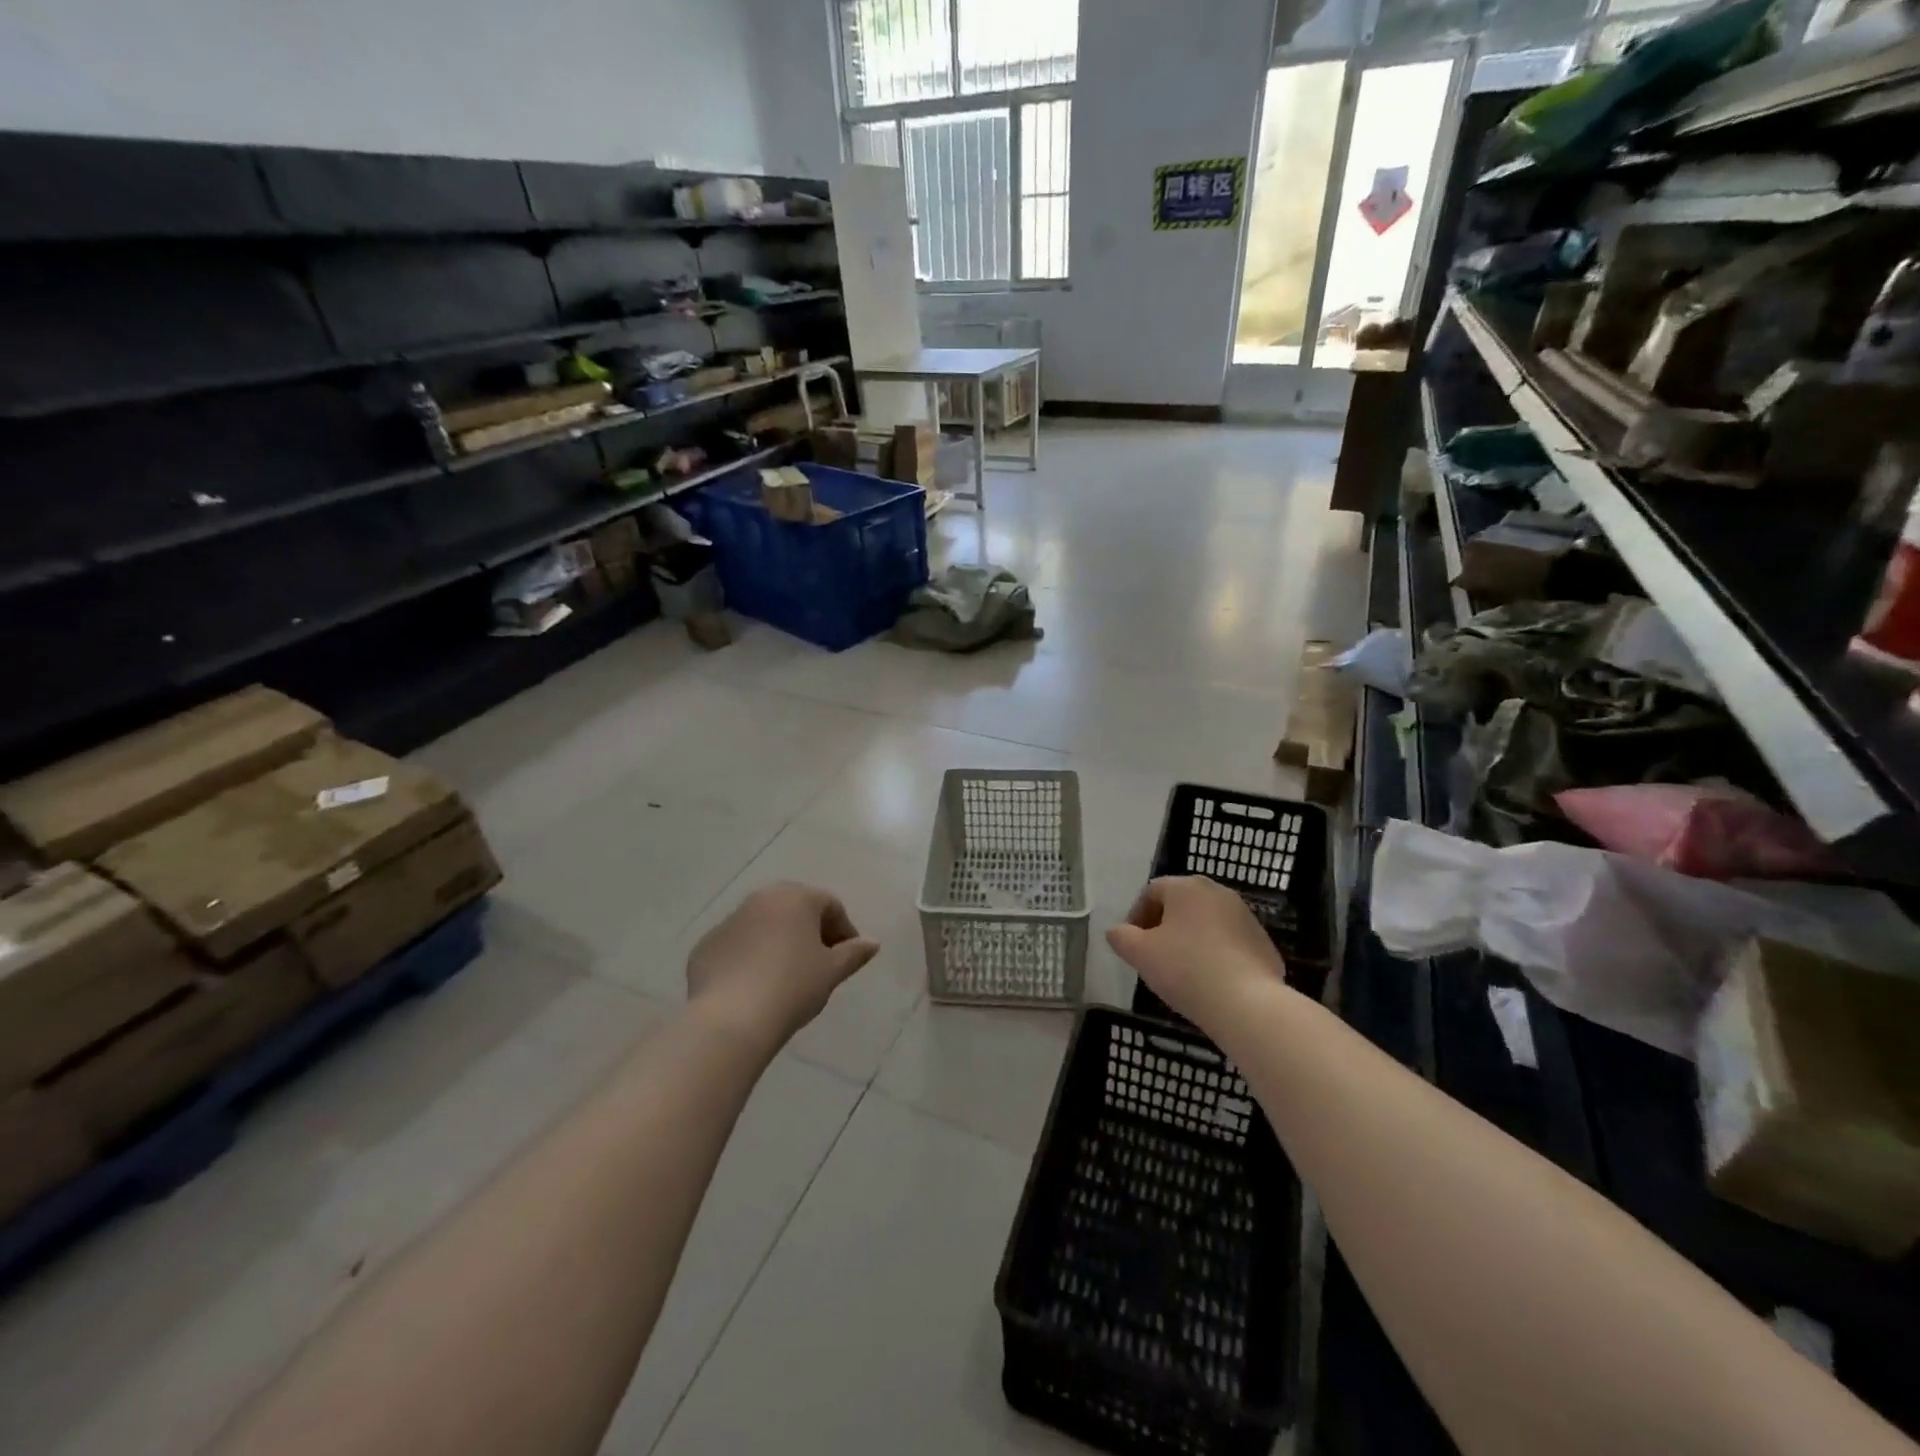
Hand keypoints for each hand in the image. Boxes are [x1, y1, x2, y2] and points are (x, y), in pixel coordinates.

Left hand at [686, 883, 879, 1047]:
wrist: (730, 1019)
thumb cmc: (792, 987)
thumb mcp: (831, 972)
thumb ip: (854, 953)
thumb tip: (872, 943)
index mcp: (796, 897)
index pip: (830, 906)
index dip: (844, 931)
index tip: (847, 960)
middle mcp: (761, 899)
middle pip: (795, 910)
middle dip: (810, 933)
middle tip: (819, 965)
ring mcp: (729, 921)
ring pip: (763, 926)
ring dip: (778, 943)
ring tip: (786, 978)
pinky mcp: (706, 946)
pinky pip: (737, 946)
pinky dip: (749, 959)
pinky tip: (754, 988)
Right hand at [1107, 877, 1287, 1026]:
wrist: (1247, 1004)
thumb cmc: (1186, 970)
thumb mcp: (1140, 953)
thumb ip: (1121, 937)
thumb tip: (1117, 932)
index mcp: (1187, 887)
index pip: (1152, 892)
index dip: (1136, 916)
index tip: (1132, 944)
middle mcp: (1218, 892)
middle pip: (1181, 904)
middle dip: (1164, 927)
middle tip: (1154, 956)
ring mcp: (1246, 916)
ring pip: (1206, 923)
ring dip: (1190, 939)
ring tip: (1182, 971)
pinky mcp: (1263, 942)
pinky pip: (1229, 942)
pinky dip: (1215, 954)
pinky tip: (1210, 981)